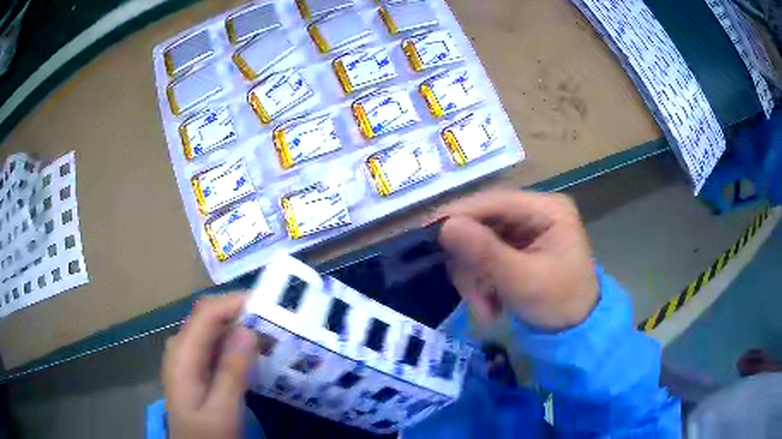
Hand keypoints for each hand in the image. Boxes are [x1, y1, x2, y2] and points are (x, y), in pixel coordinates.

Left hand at [163, 294, 258, 438]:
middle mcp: (181, 346)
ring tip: (271, 337)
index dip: (237, 302)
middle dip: (242, 314)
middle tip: (276, 324)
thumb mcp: (223, 411)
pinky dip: (235, 343)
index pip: (207, 312)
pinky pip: (215, 343)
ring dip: (241, 328)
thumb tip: (248, 330)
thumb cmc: (206, 435)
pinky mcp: (194, 365)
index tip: (270, 306)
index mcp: (183, 354)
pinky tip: (254, 354)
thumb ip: (231, 372)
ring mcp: (186, 355)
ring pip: (213, 328)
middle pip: (210, 316)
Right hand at [436, 189, 597, 330]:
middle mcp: (535, 212)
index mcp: (548, 209)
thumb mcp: (523, 281)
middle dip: (473, 264)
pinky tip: (489, 306)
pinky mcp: (516, 248)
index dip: (459, 213)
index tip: (427, 232)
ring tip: (484, 312)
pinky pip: (485, 258)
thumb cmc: (559, 304)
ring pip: (479, 244)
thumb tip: (444, 226)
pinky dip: (481, 283)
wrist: (576, 332)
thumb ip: (485, 253)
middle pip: (484, 224)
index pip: (495, 201)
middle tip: (471, 298)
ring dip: (476, 280)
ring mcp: (525, 231)